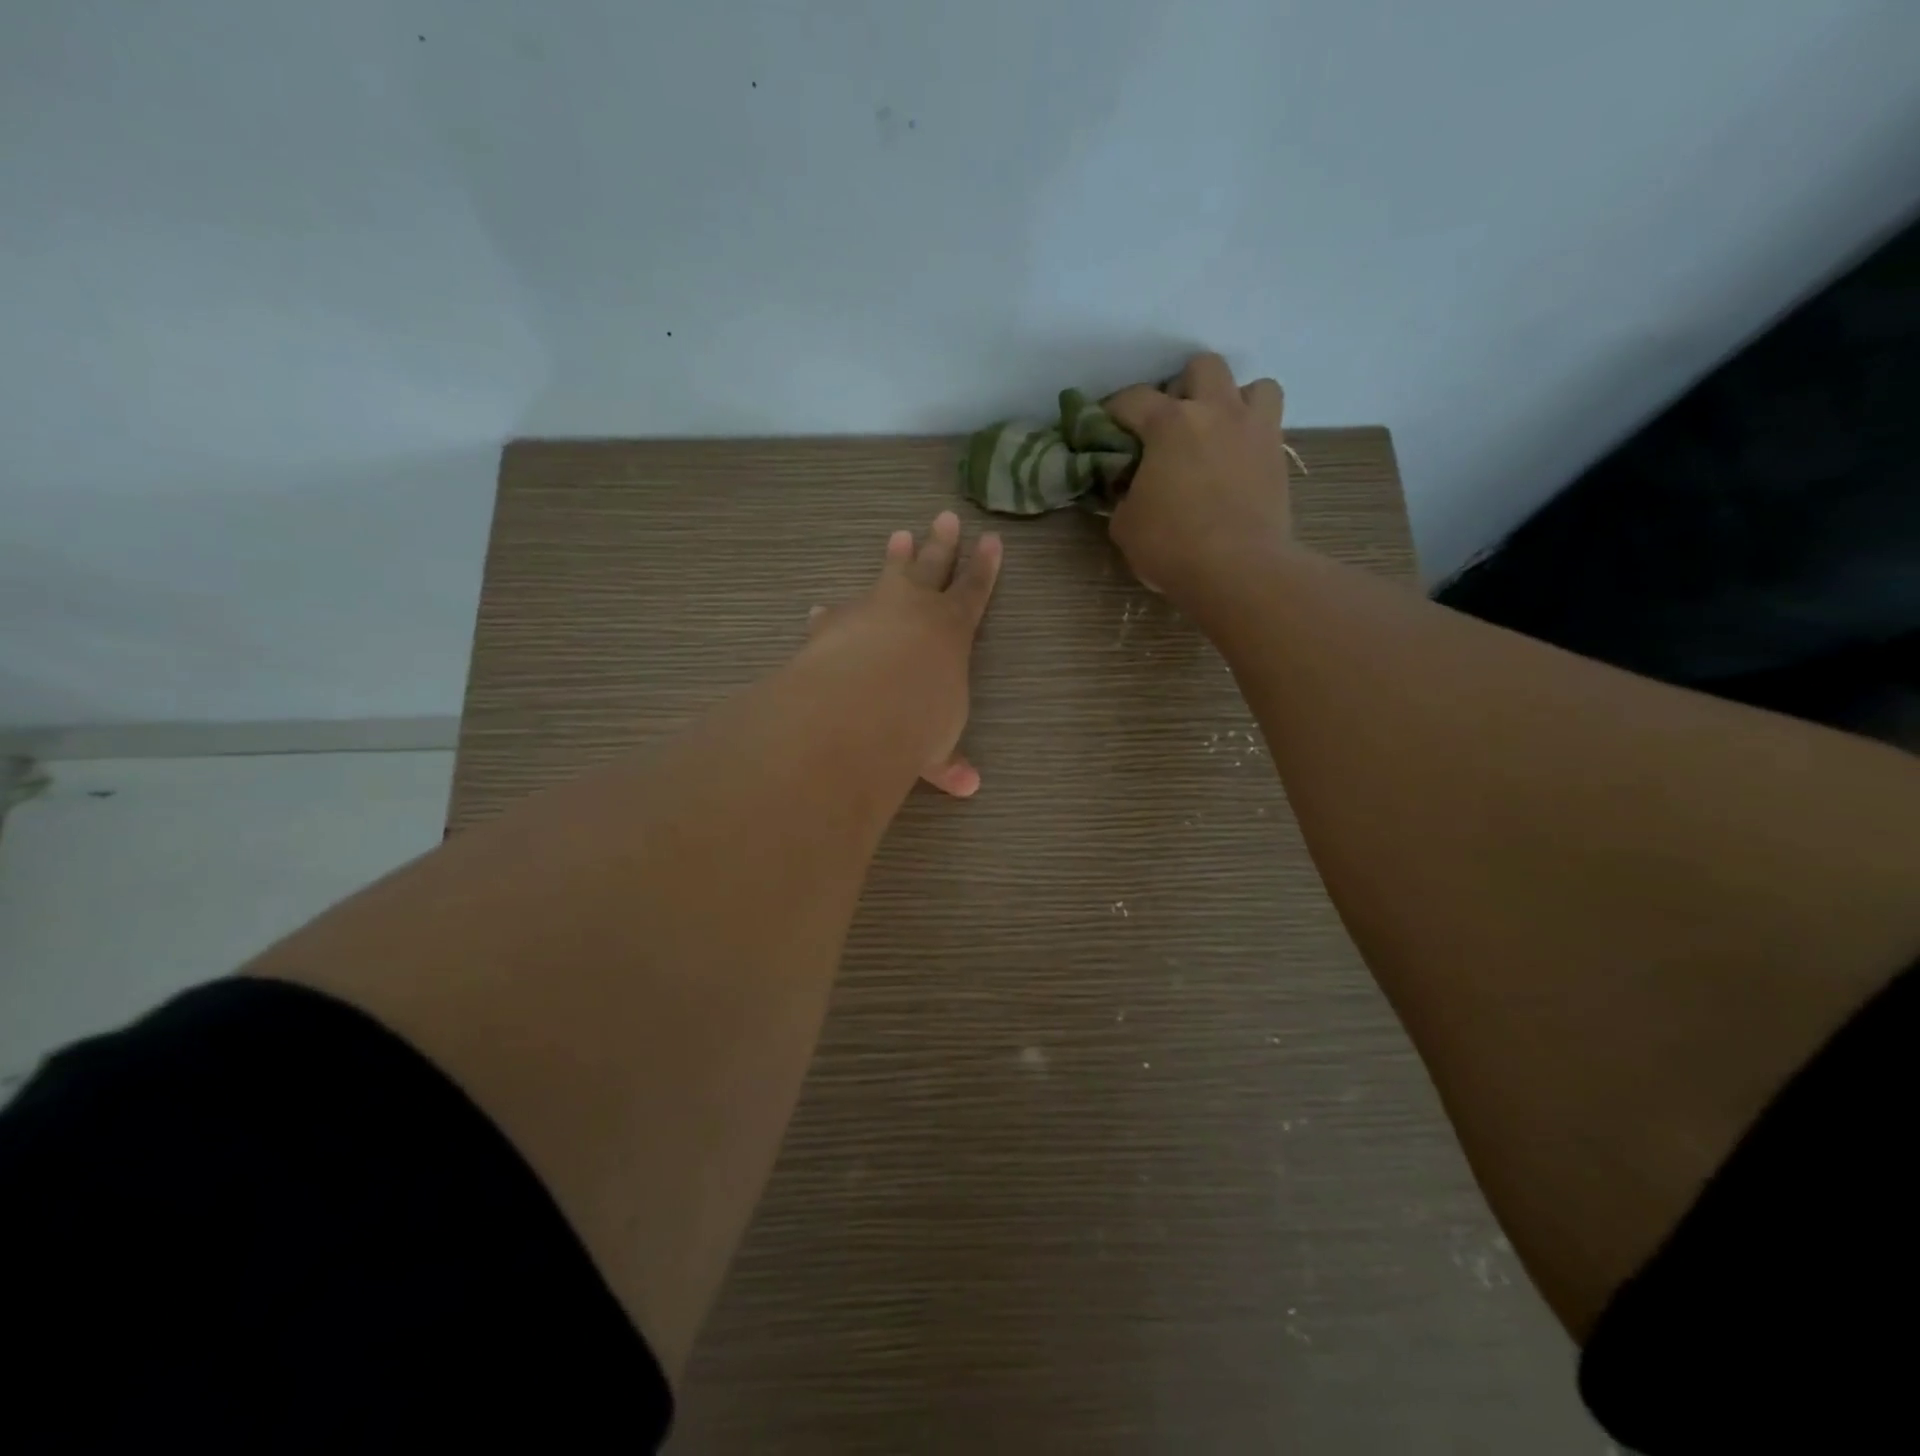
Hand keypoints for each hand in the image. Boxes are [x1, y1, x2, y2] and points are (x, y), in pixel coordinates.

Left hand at [805, 510, 1002, 796]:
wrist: (860, 707)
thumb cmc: (918, 722)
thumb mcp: (937, 744)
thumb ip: (947, 761)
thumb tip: (968, 786)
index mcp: (951, 631)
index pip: (974, 592)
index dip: (985, 568)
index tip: (992, 540)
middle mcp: (913, 610)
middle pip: (932, 568)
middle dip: (941, 544)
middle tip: (945, 517)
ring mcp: (870, 610)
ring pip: (887, 576)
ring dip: (895, 559)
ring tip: (899, 536)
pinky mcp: (832, 624)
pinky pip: (834, 614)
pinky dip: (830, 613)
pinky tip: (819, 610)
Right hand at [1105, 353, 1292, 601]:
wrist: (1238, 570)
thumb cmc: (1171, 546)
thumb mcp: (1125, 525)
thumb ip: (1125, 495)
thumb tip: (1131, 489)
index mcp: (1169, 424)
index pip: (1133, 399)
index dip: (1113, 411)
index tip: (1104, 428)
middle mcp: (1215, 411)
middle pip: (1202, 368)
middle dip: (1182, 388)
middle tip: (1170, 424)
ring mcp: (1254, 429)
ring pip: (1251, 385)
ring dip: (1232, 401)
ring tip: (1216, 433)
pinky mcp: (1278, 456)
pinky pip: (1269, 425)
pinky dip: (1252, 433)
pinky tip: (1237, 461)